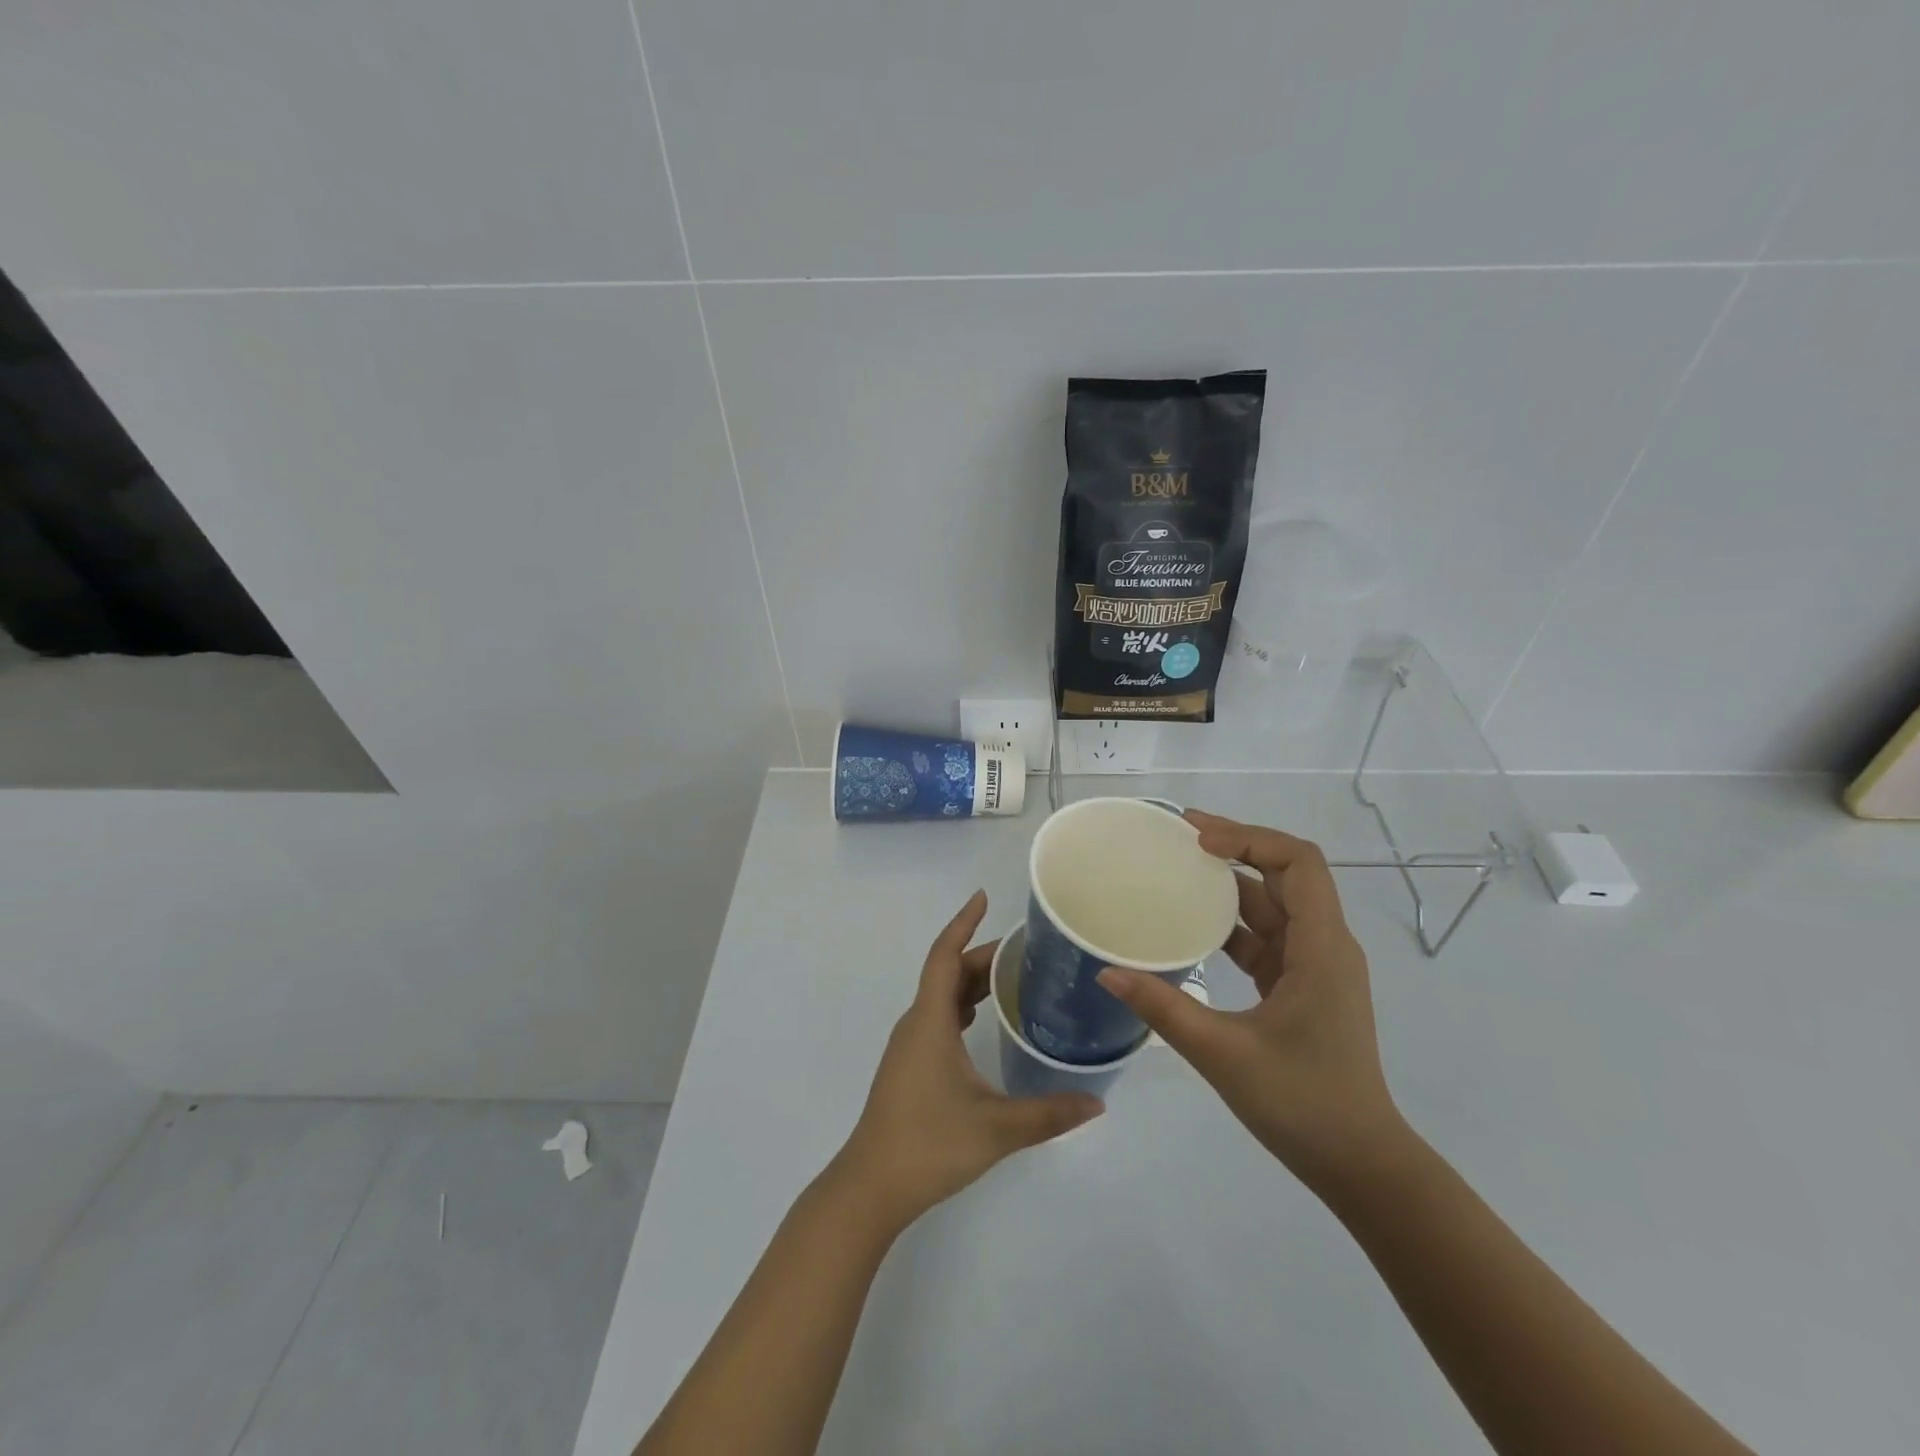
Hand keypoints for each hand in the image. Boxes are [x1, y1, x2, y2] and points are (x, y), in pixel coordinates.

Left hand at [827, 890, 1102, 1232]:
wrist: (871, 1187)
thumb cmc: (929, 1144)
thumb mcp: (996, 1128)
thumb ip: (1049, 1114)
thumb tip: (1098, 1101)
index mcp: (930, 1021)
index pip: (945, 955)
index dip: (963, 923)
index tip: (983, 898)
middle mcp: (916, 1023)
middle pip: (947, 973)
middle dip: (981, 955)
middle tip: (1025, 951)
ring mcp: (910, 1045)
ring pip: (941, 996)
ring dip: (971, 981)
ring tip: (1012, 978)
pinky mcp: (910, 1065)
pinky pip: (938, 1017)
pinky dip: (962, 1006)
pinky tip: (983, 1020)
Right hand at [1097, 811, 1404, 1191]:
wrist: (1361, 1166)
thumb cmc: (1303, 1104)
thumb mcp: (1224, 1054)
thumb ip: (1164, 1009)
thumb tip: (1107, 971)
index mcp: (1322, 949)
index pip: (1298, 863)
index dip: (1250, 839)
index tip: (1197, 838)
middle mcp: (1325, 946)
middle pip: (1286, 875)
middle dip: (1236, 848)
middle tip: (1178, 839)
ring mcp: (1315, 968)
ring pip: (1275, 906)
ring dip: (1232, 885)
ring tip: (1179, 872)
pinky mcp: (1302, 988)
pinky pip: (1267, 938)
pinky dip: (1232, 925)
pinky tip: (1194, 927)